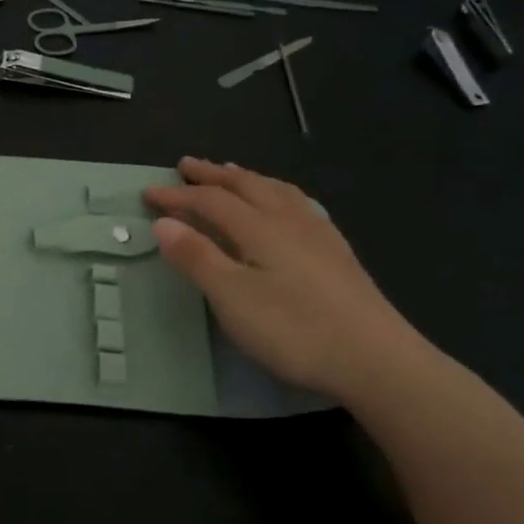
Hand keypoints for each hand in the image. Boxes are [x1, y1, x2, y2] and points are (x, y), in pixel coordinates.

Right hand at [146, 157, 426, 398]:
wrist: (375, 358)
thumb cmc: (293, 329)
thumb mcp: (232, 297)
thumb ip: (197, 257)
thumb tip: (163, 222)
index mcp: (259, 227)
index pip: (210, 200)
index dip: (177, 196)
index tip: (147, 193)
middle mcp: (288, 219)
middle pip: (245, 185)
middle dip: (212, 175)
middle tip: (187, 165)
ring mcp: (318, 233)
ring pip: (276, 190)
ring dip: (247, 178)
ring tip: (231, 172)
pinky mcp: (337, 252)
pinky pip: (299, 204)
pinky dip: (277, 193)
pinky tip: (285, 204)